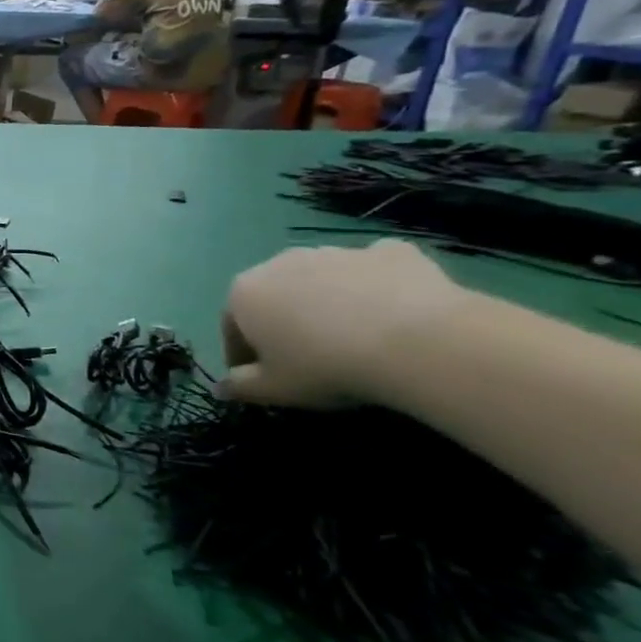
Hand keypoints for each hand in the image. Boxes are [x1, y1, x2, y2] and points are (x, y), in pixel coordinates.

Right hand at [220, 240, 465, 408]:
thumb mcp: (274, 390)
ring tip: (354, 337)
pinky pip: (373, 269)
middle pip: (275, 296)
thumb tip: (220, 388)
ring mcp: (335, 252)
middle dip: (284, 322)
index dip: (244, 355)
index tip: (262, 378)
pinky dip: (377, 285)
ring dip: (328, 302)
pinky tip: (394, 311)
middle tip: (308, 357)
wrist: (419, 343)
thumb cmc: (326, 367)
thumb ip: (240, 387)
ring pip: (323, 279)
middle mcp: (280, 263)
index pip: (232, 327)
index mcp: (244, 294)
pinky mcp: (388, 252)